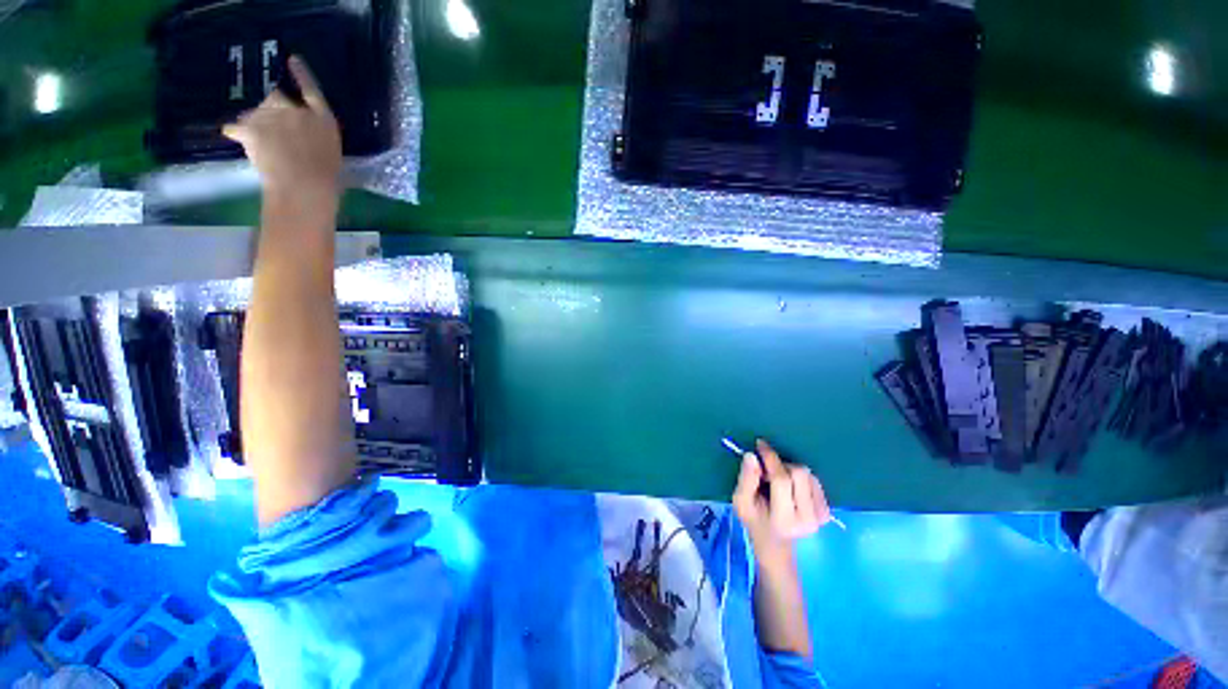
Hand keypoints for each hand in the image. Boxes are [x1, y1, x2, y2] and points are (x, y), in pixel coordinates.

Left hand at [223, 56, 341, 200]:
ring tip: (257, 143)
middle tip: (269, 128)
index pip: (312, 91)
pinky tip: (232, 135)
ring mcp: (274, 117)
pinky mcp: (253, 128)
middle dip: (270, 109)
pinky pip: (236, 127)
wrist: (305, 187)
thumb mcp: (329, 154)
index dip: (302, 76)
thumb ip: (314, 138)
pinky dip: (235, 132)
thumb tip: (298, 135)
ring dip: (254, 123)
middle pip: (276, 98)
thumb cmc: (326, 179)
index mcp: (323, 120)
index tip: (292, 59)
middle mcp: (298, 111)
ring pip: (255, 113)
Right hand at [733, 439, 832, 567]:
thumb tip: (752, 455)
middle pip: (799, 473)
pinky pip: (815, 481)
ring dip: (790, 471)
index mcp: (784, 519)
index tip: (760, 445)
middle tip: (767, 473)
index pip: (782, 480)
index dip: (771, 458)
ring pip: (808, 475)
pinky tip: (790, 488)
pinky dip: (800, 478)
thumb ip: (746, 479)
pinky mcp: (827, 513)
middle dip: (780, 466)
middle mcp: (807, 519)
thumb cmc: (755, 521)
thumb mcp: (741, 502)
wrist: (775, 545)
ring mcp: (820, 517)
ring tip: (778, 483)